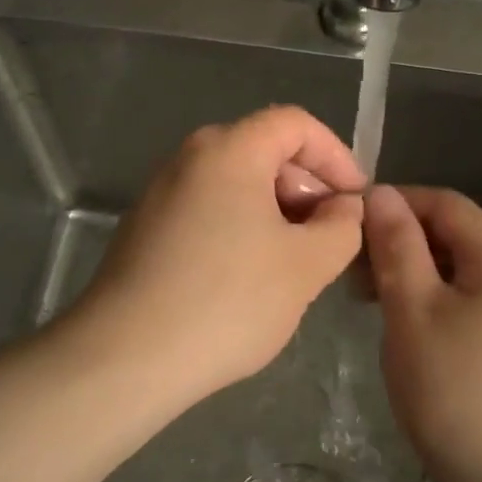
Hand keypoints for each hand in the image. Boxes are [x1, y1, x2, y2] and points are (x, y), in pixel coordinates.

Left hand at [73, 106, 366, 404]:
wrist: (125, 357)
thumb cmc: (227, 301)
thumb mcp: (306, 266)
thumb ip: (341, 227)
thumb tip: (343, 207)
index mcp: (229, 150)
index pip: (295, 123)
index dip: (336, 155)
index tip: (356, 200)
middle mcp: (189, 158)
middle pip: (263, 150)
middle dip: (307, 187)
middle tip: (329, 236)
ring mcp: (161, 193)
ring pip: (235, 184)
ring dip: (276, 212)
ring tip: (295, 263)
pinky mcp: (145, 229)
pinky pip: (208, 210)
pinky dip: (241, 228)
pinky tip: (249, 278)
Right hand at [362, 185, 481, 481]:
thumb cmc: (459, 392)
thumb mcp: (414, 312)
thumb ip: (397, 248)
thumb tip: (381, 194)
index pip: (444, 203)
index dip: (395, 203)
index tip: (347, 223)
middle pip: (451, 236)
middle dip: (398, 241)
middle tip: (349, 270)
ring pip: (454, 273)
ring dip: (409, 274)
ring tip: (366, 300)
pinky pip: (463, 304)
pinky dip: (427, 303)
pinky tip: (400, 330)